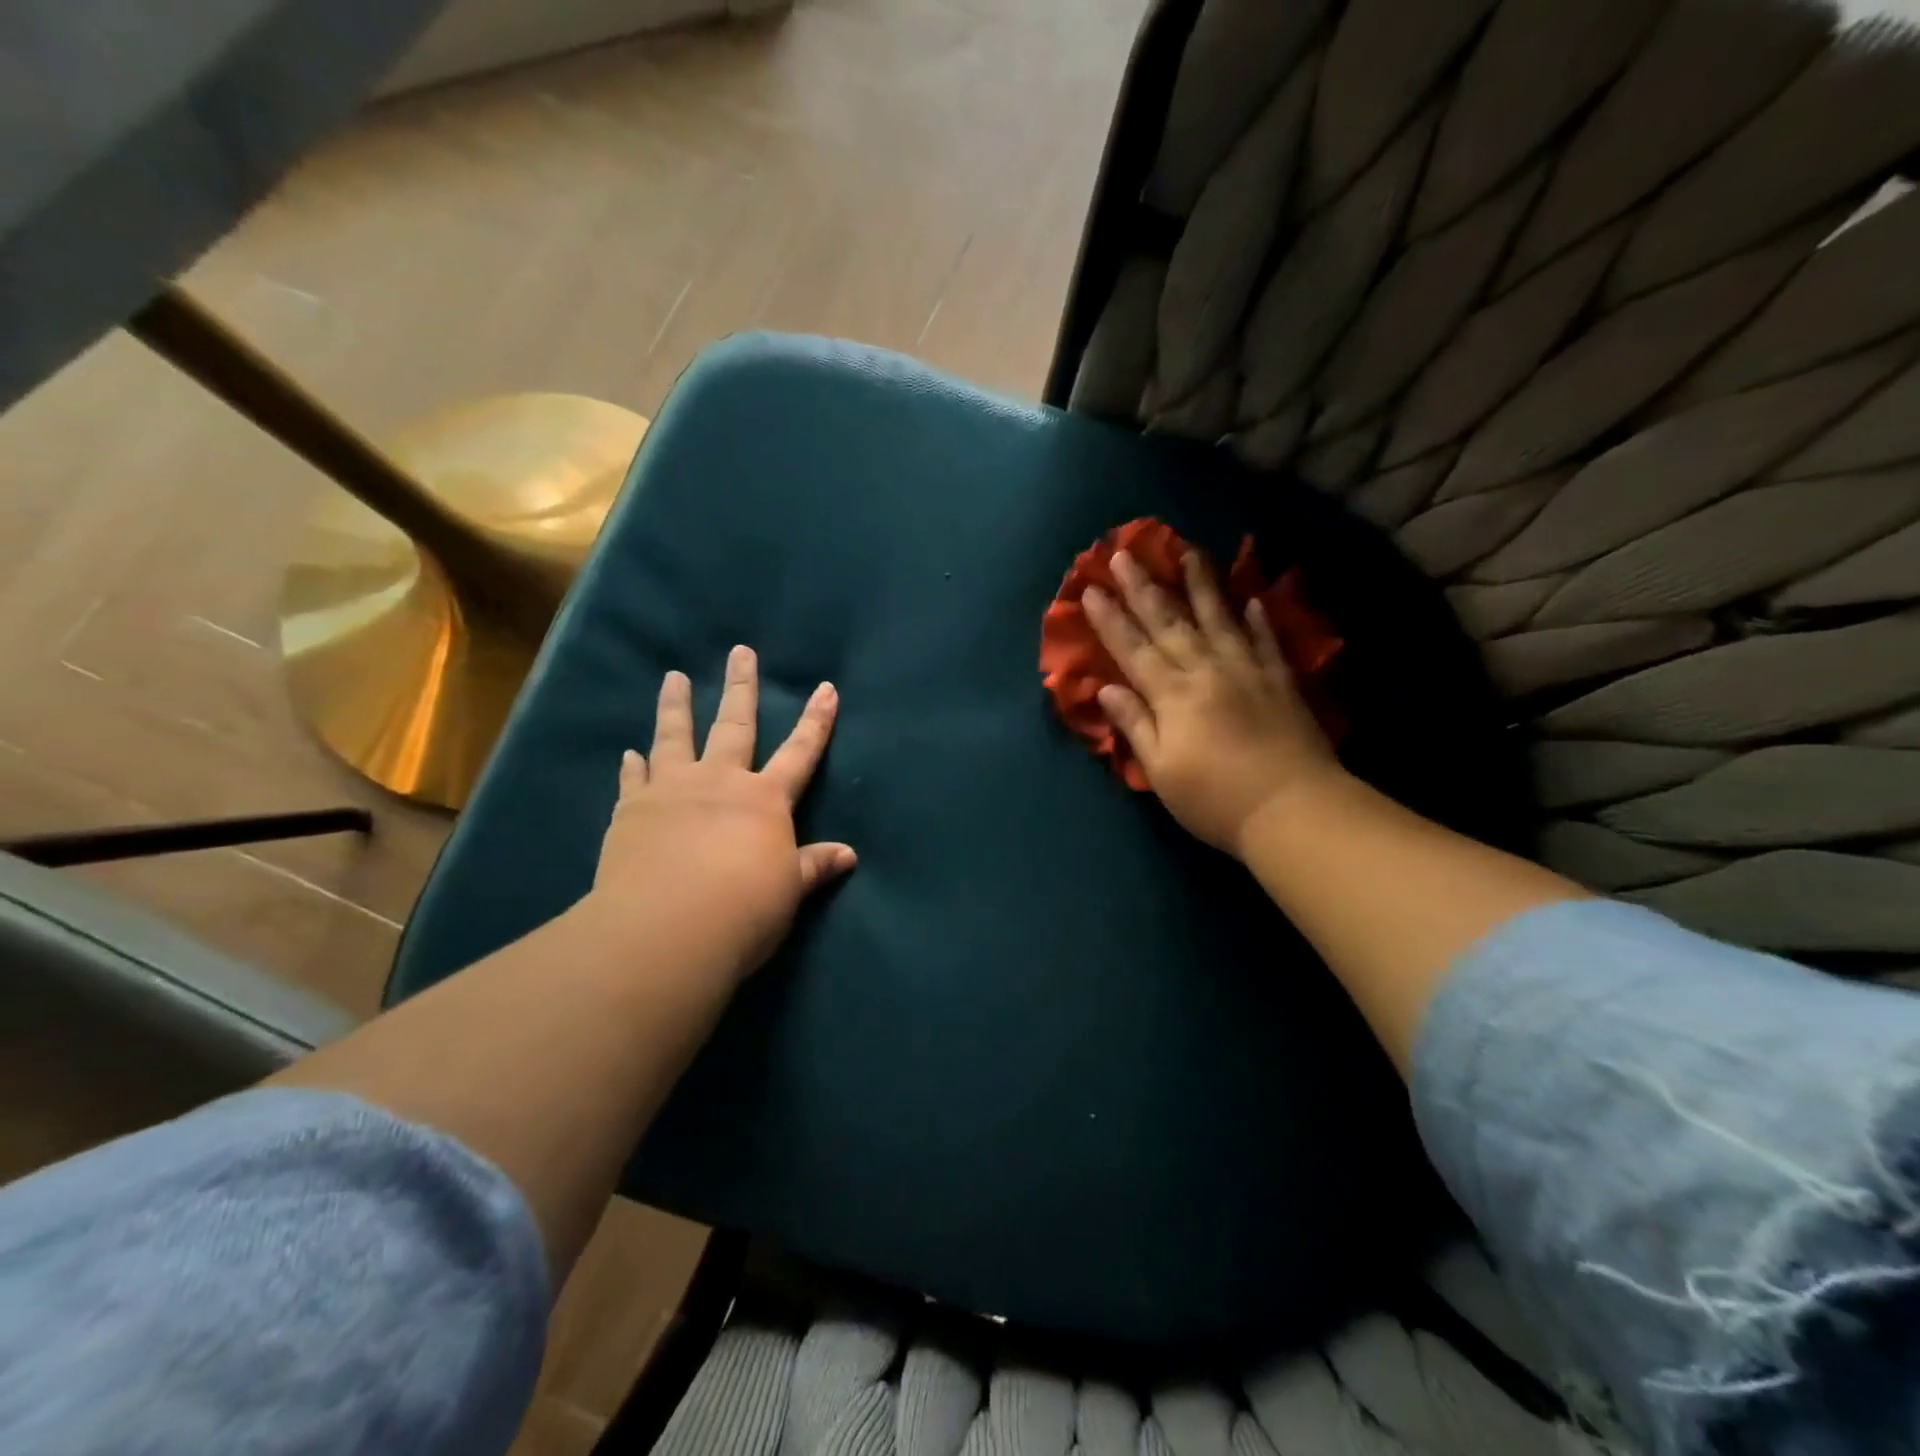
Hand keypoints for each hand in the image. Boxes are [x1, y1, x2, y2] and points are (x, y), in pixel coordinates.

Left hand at [588, 645, 854, 981]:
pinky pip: (633, 778)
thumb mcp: (788, 889)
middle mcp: (720, 782)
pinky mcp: (632, 810)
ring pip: (675, 736)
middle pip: (735, 725)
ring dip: (676, 705)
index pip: (799, 752)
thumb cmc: (743, 909)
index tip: (826, 688)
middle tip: (741, 652)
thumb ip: (814, 866)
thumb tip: (849, 854)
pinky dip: (632, 765)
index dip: (816, 721)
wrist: (666, 929)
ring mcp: (671, 790)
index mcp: (764, 800)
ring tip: (673, 677)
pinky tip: (628, 752)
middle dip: (741, 687)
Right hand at [1083, 548, 1346, 855]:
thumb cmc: (1215, 800)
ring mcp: (1247, 671)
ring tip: (1188, 551)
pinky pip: (1266, 640)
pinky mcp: (1280, 681)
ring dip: (1200, 584)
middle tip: (1124, 553)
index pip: (1133, 649)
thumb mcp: (1161, 771)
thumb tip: (1106, 689)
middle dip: (1143, 588)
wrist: (1293, 809)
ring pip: (1218, 618)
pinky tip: (1251, 598)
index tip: (1091, 589)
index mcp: (1172, 695)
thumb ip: (1135, 725)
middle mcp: (1206, 671)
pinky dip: (1257, 619)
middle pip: (1169, 622)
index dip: (1110, 620)